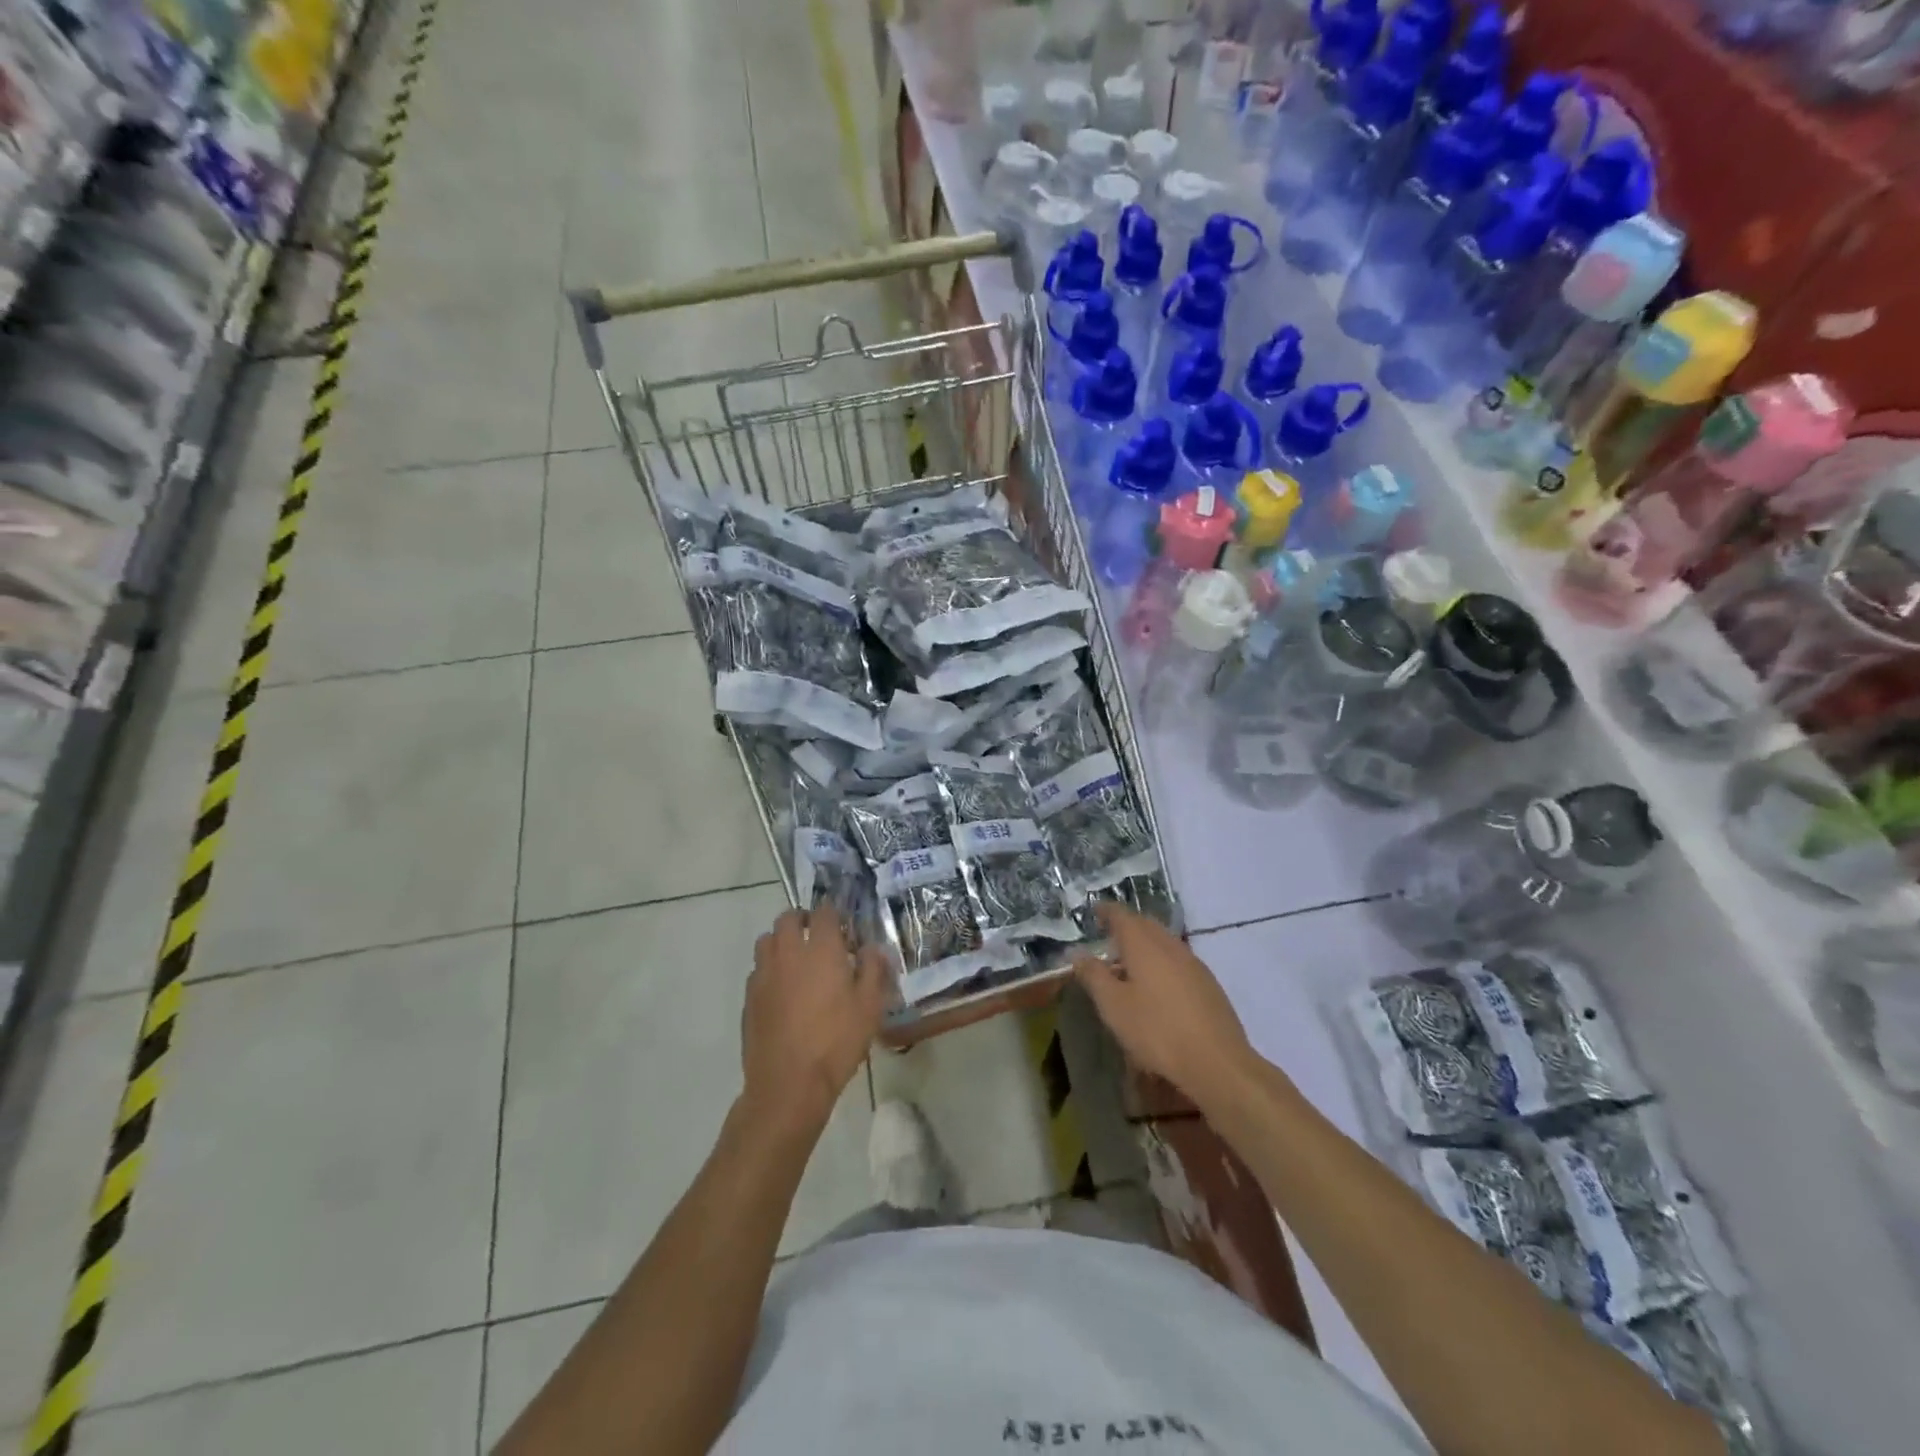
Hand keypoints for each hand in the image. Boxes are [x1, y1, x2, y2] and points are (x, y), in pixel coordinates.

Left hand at [743, 908, 887, 1131]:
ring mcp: (764, 974)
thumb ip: (873, 970)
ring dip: (782, 941)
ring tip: (798, 961)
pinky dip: (770, 969)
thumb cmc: (836, 1042)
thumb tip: (871, 948)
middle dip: (803, 921)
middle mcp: (788, 953)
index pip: (824, 912)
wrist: (788, 1084)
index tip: (845, 930)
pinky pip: (758, 970)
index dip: (835, 915)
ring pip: (767, 940)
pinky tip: (783, 992)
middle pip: (788, 918)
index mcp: (821, 950)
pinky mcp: (749, 997)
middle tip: (819, 938)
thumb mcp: (870, 1006)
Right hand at [1073, 905, 1254, 1112]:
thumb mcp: (1113, 1006)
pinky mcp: (1208, 983)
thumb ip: (1093, 975)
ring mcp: (1193, 963)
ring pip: (1164, 941)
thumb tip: (1077, 952)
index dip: (1106, 911)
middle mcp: (1170, 945)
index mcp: (1144, 944)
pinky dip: (1161, 960)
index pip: (1121, 915)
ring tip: (1129, 962)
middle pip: (1145, 924)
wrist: (1216, 1062)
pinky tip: (1157, 985)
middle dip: (1126, 925)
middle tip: (1108, 935)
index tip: (1093, 911)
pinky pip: (1178, 959)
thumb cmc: (1156, 1031)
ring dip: (1145, 943)